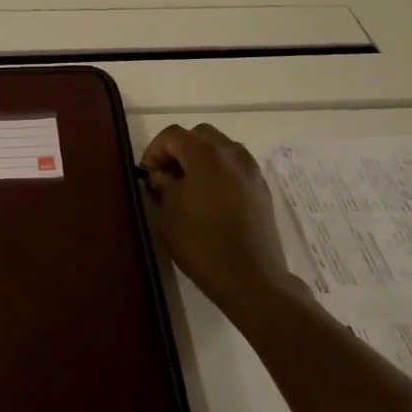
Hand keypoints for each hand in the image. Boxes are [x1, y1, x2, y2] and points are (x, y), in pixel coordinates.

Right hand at [141, 123, 296, 316]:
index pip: (172, 134)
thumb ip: (162, 186)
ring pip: (220, 147)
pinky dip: (220, 171)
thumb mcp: (168, 214)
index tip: (149, 176)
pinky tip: (212, 199)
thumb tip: (162, 176)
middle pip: (199, 135)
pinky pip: (235, 165)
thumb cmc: (202, 244)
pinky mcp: (262, 187)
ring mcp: (251, 169)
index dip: (154, 150)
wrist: (251, 277)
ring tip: (190, 188)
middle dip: (179, 150)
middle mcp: (232, 153)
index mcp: (206, 155)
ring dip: (201, 158)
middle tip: (168, 177)